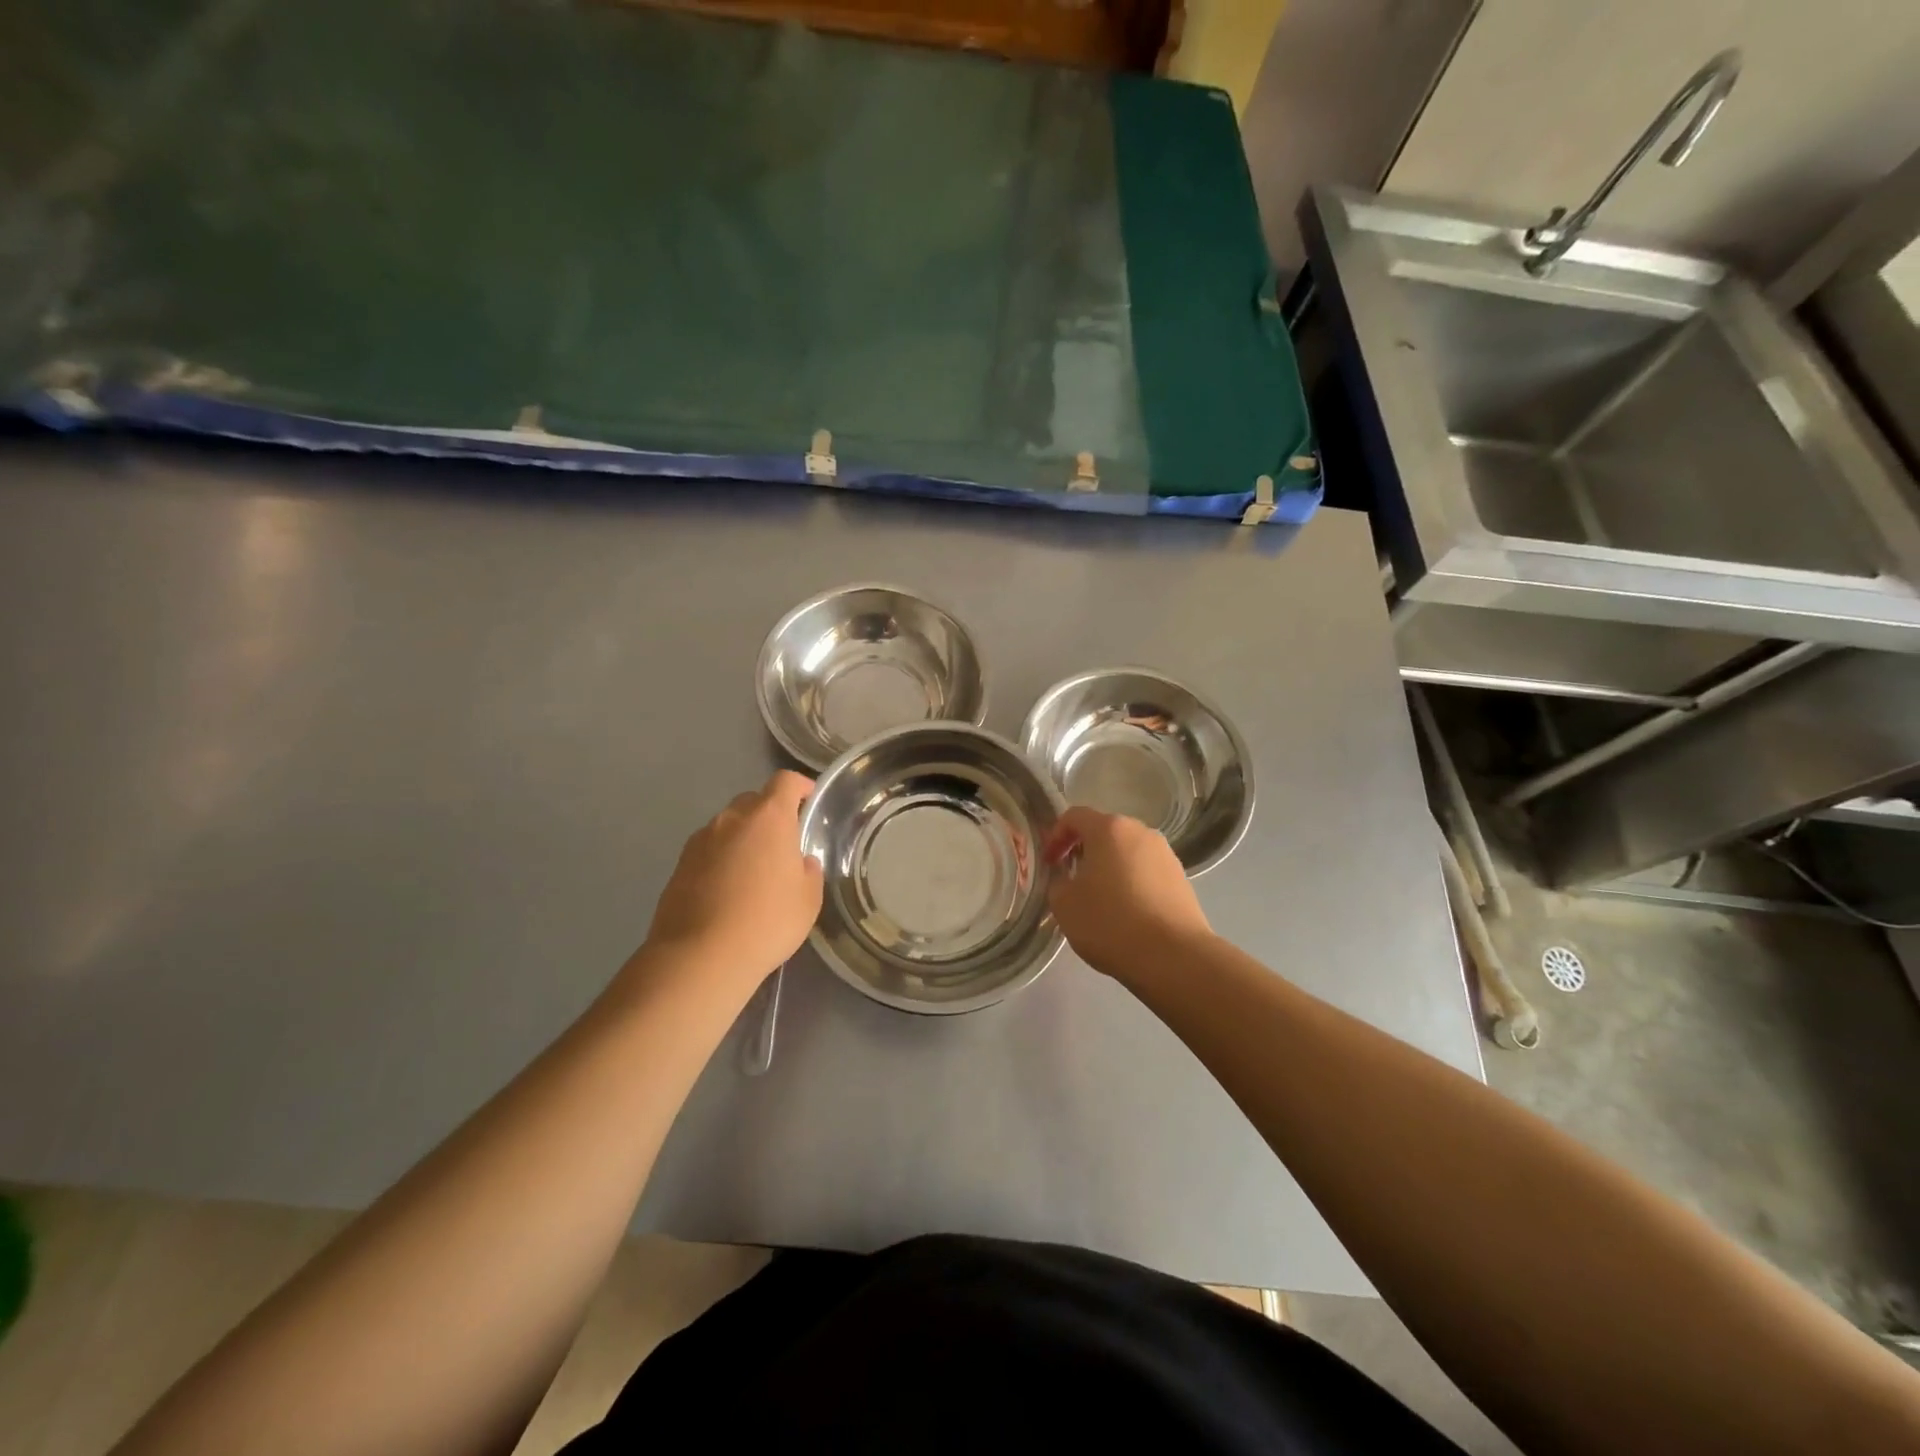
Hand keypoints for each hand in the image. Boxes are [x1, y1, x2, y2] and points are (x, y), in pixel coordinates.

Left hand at [643, 771, 822, 990]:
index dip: (800, 786)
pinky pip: (708, 850)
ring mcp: (701, 840)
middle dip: (770, 814)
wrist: (701, 957)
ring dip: (743, 838)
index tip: (809, 800)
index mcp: (769, 818)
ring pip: (728, 826)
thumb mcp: (808, 900)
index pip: (785, 781)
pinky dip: (721, 859)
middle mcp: (732, 819)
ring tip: (753, 871)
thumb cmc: (767, 922)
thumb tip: (799, 862)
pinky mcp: (679, 865)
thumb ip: (808, 871)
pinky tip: (727, 890)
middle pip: (754, 800)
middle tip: (783, 844)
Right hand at [1045, 807, 1211, 980]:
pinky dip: (1132, 882)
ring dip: (1110, 867)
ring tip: (1100, 899)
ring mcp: (1166, 854)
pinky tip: (1127, 912)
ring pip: (1128, 852)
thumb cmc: (1110, 922)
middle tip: (1071, 878)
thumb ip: (1058, 883)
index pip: (1074, 816)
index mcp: (1109, 829)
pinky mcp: (1182, 878)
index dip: (1055, 836)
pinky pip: (1147, 871)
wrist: (1173, 956)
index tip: (1049, 863)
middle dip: (1084, 851)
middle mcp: (1140, 832)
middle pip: (1104, 831)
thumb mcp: (1064, 905)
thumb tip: (1067, 879)